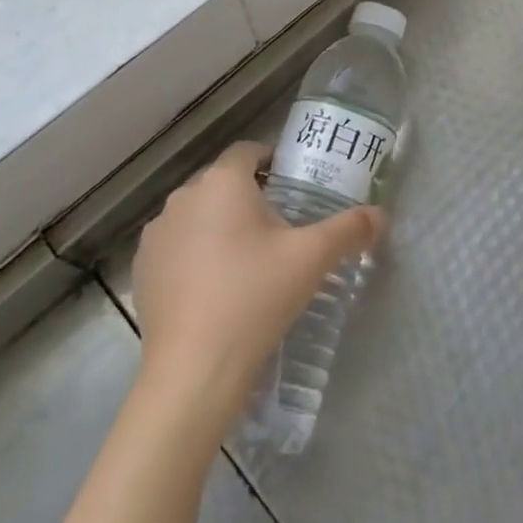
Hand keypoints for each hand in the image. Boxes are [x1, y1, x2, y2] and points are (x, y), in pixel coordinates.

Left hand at [132, 142, 383, 410]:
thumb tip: (381, 216)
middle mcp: (184, 197)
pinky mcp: (142, 269)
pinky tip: (215, 287)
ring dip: (219, 224)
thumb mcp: (313, 259)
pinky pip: (176, 246)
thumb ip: (350, 229)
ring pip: (198, 214)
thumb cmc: (255, 297)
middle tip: (280, 228)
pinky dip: (195, 254)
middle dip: (249, 196)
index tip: (293, 185)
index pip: (248, 151)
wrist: (194, 371)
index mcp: (222, 182)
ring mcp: (157, 234)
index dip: (272, 161)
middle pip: (222, 183)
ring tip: (247, 260)